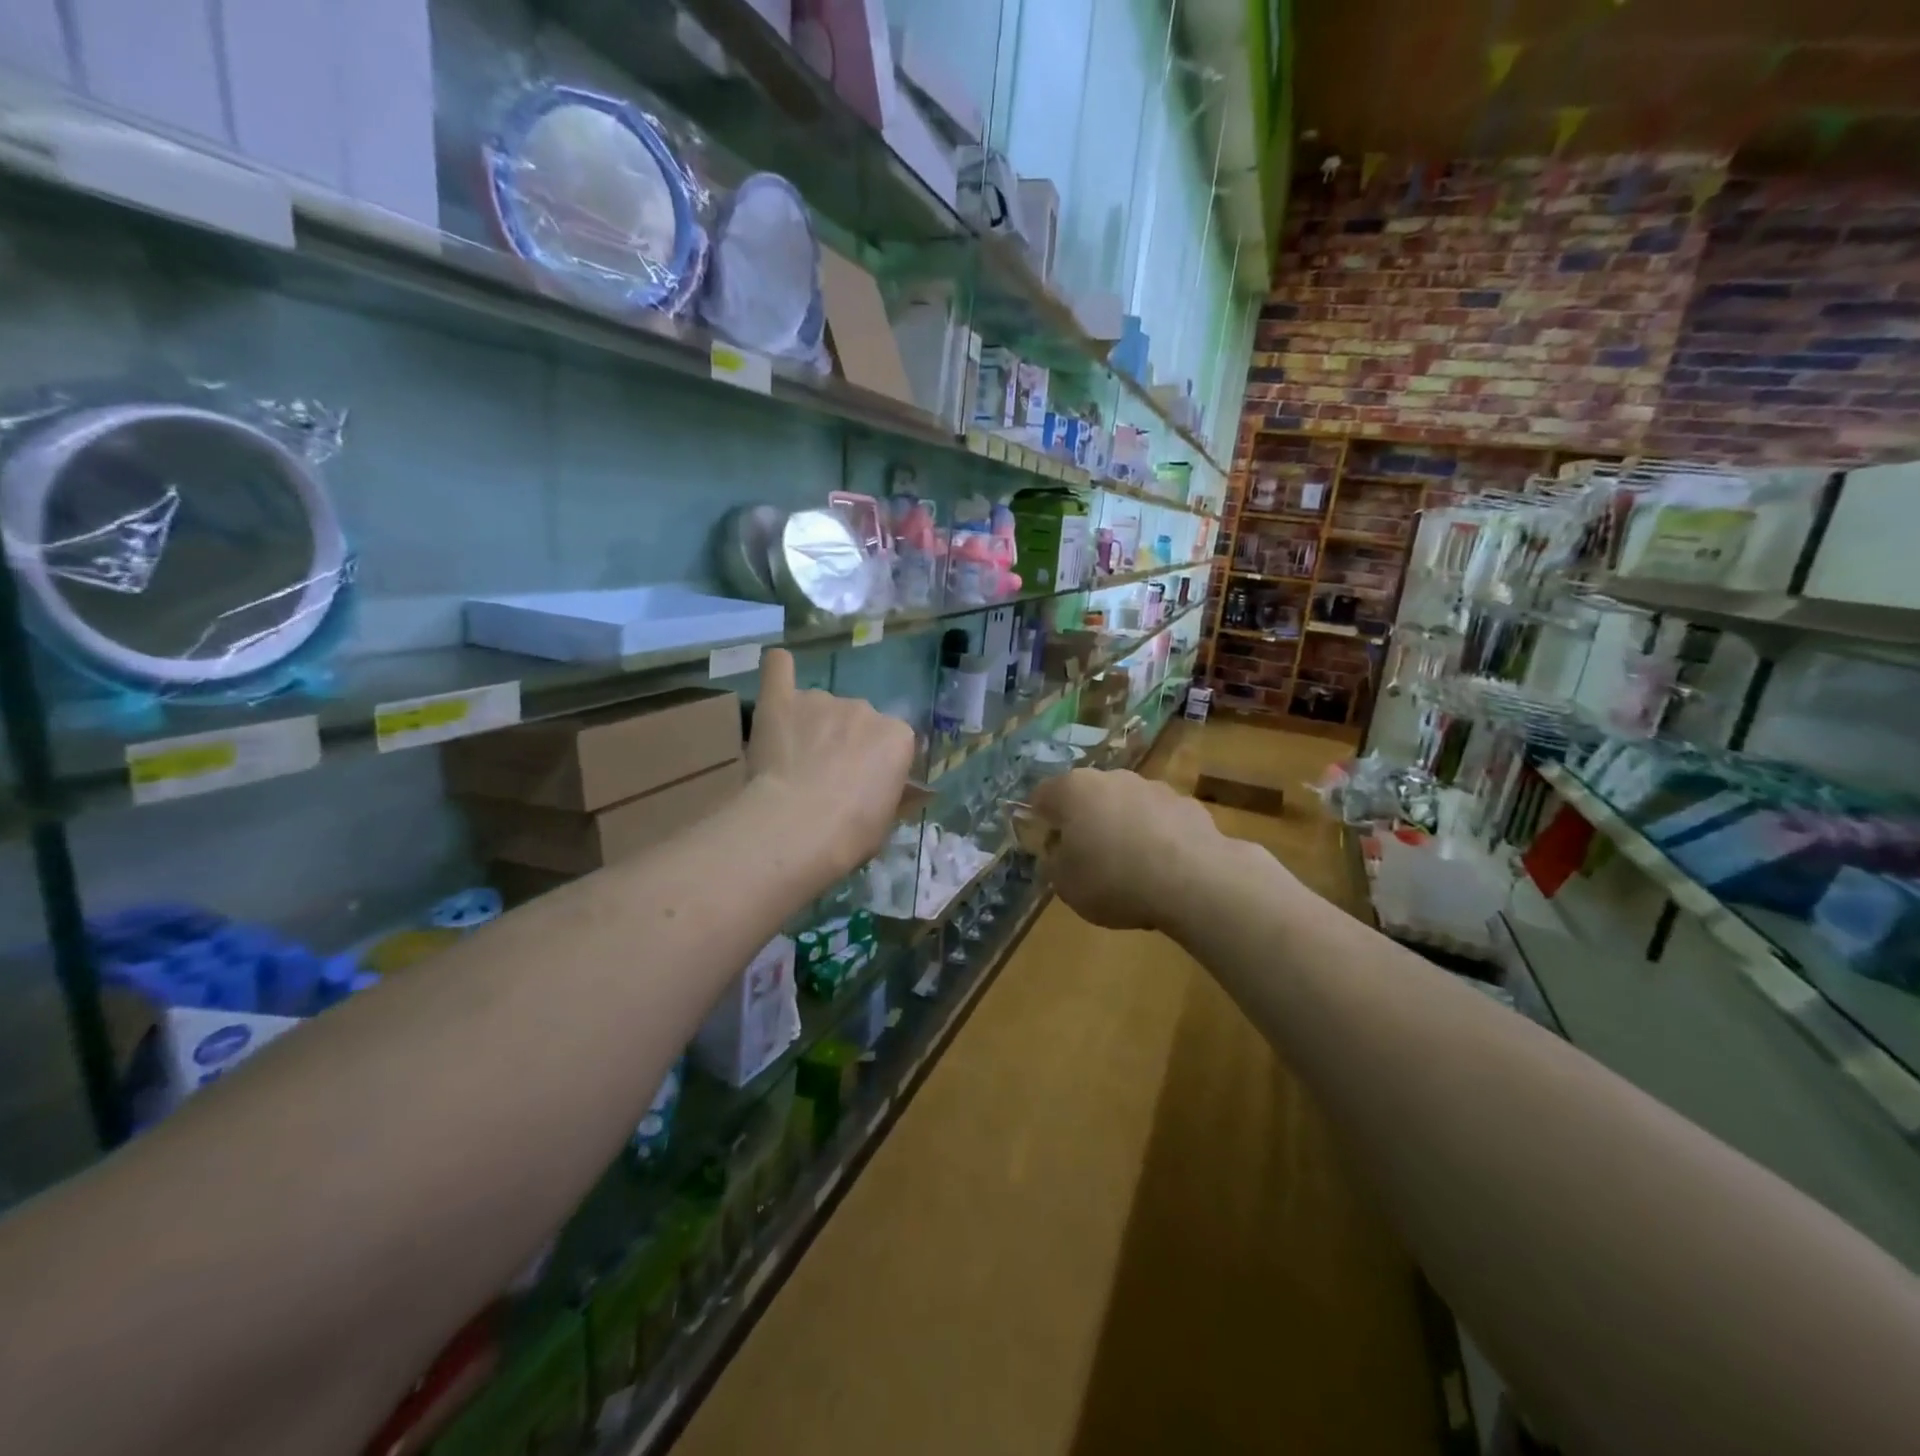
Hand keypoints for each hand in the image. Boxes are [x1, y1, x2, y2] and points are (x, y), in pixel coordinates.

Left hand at [746, 649, 915, 882]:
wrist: (799, 827)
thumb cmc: (852, 833)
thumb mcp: (886, 820)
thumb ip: (887, 792)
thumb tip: (891, 790)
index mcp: (898, 736)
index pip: (892, 743)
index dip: (875, 765)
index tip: (861, 788)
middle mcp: (866, 709)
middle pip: (857, 722)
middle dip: (844, 743)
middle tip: (825, 777)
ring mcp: (823, 700)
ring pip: (821, 706)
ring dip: (813, 725)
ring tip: (792, 759)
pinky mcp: (782, 701)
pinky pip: (780, 669)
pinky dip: (780, 669)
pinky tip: (778, 668)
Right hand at [1027, 768, 1227, 932]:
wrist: (1193, 881)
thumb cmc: (1113, 879)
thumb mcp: (1065, 884)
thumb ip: (1053, 862)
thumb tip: (1056, 851)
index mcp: (1073, 790)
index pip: (1042, 796)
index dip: (1040, 821)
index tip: (1047, 848)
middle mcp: (1112, 777)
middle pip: (1088, 796)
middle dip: (1085, 821)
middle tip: (1086, 858)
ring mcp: (1153, 787)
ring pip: (1126, 805)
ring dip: (1122, 826)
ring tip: (1130, 866)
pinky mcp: (1188, 804)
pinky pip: (1160, 819)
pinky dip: (1156, 836)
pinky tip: (1162, 868)